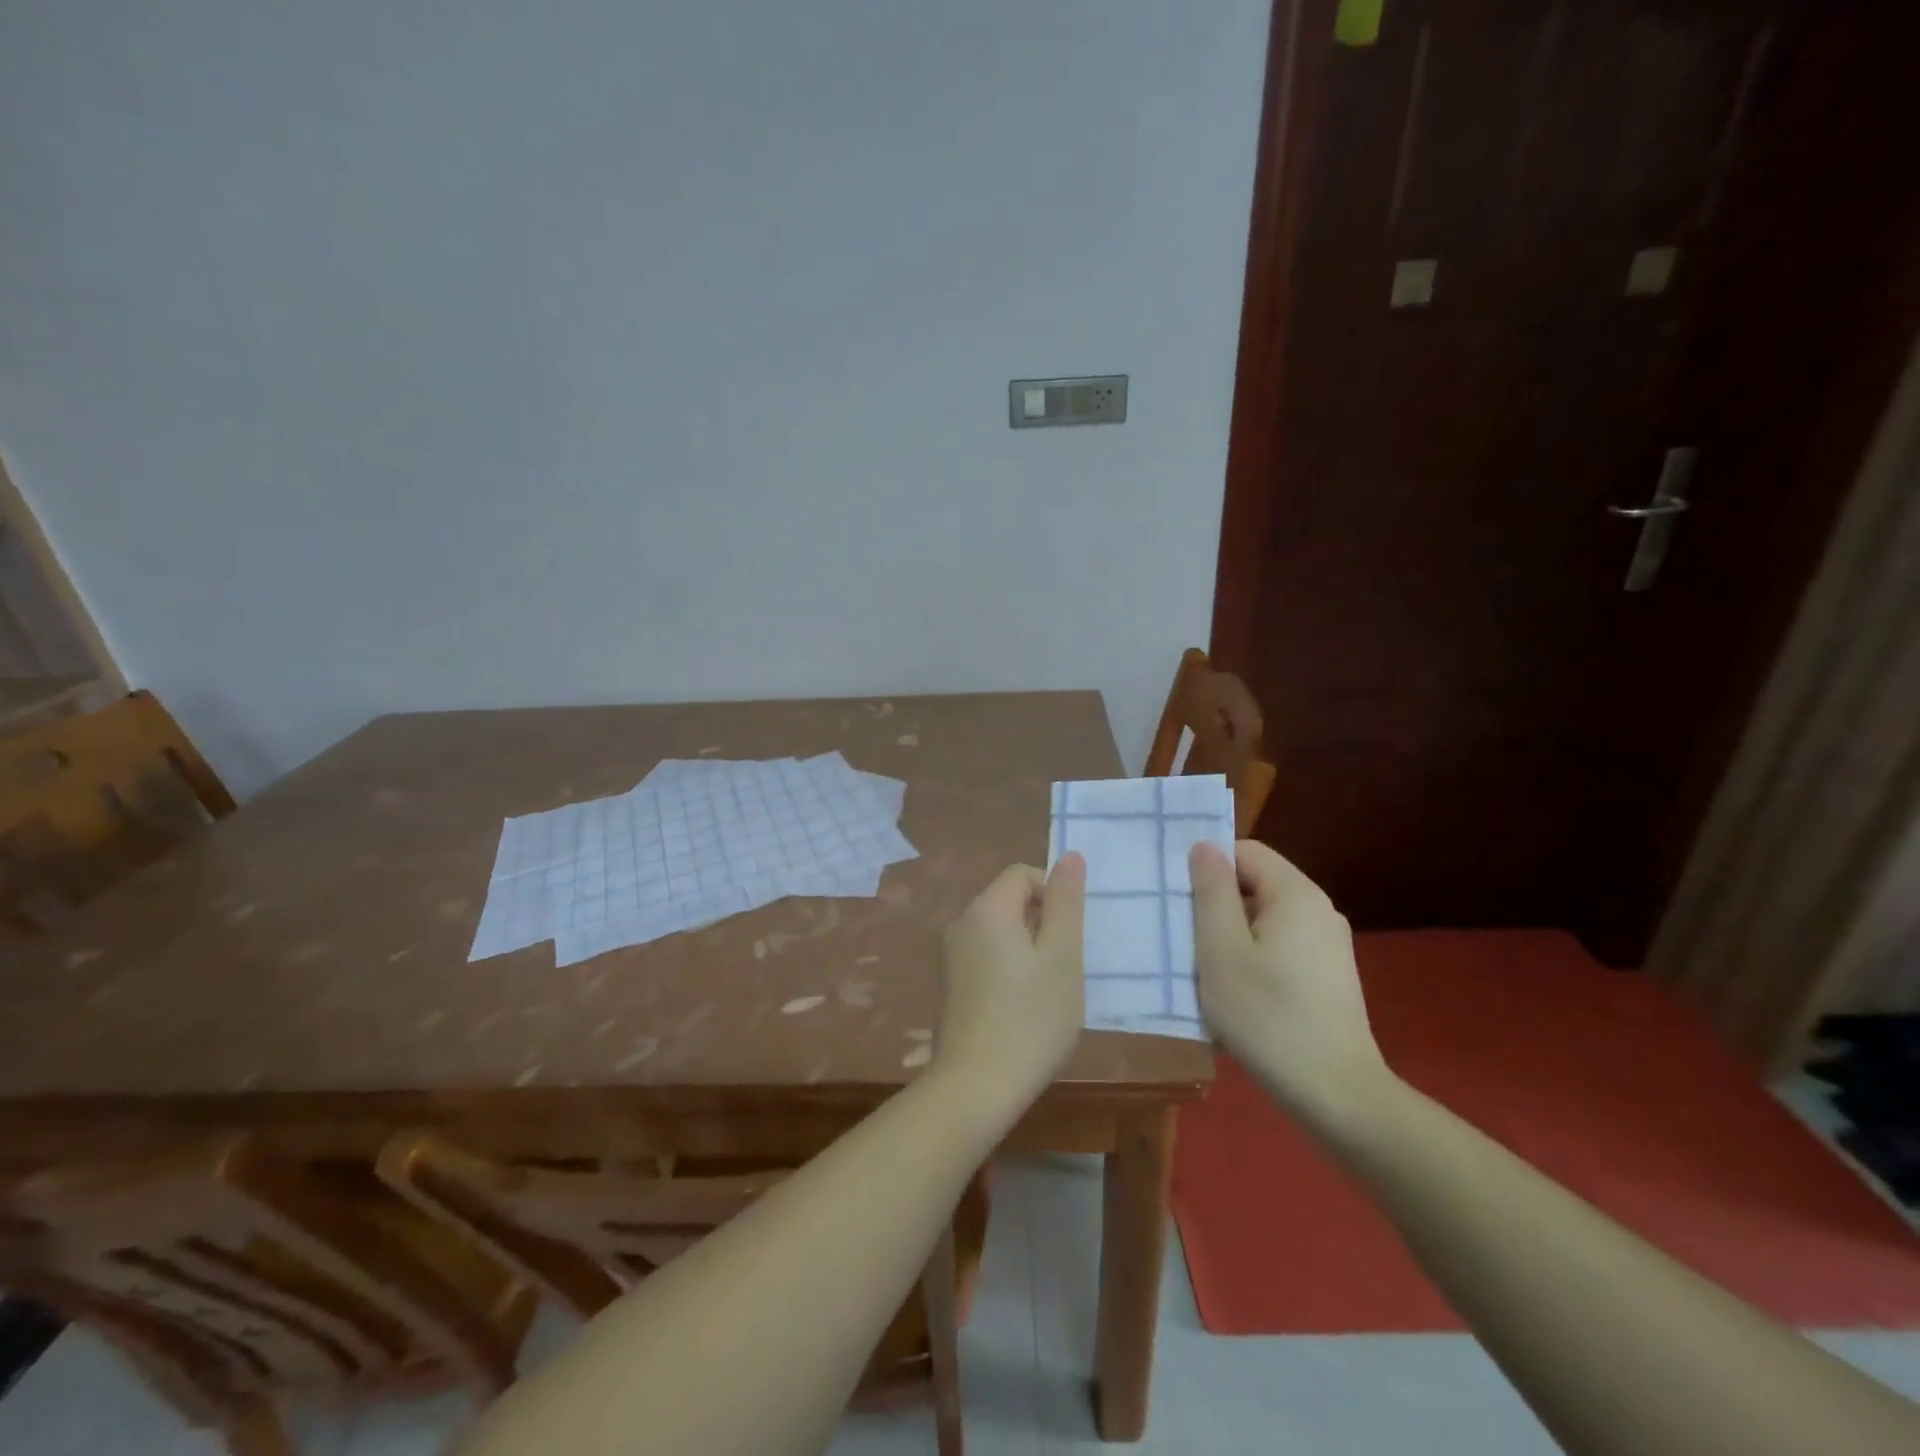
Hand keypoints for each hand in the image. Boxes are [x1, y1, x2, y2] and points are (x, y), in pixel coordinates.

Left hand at [934, 855, 1085, 1107]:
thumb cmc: (1031, 1018)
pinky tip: (1020, 1008)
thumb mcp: (1062, 957)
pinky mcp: (949, 984)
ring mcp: (950, 955)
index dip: (1052, 894)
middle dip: (1041, 924)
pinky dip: (1007, 968)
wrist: (976, 1086)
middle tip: (1062, 968)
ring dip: (1026, 949)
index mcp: (986, 909)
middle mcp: (960, 923)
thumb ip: (1066, 902)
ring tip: (1044, 992)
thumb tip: (1069, 856)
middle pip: (1008, 900)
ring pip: (998, 931)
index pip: (1023, 873)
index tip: (1068, 937)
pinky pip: (984, 955)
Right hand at [1189, 840, 1391, 1126]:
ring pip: (1264, 920)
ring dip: (1230, 937)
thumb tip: (1205, 846)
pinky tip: (1235, 996)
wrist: (1338, 1097)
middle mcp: (1318, 910)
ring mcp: (1328, 946)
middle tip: (1181, 938)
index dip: (1207, 867)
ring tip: (1202, 971)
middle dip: (1215, 905)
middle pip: (1255, 885)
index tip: (1178, 900)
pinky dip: (1252, 960)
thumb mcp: (1221, 951)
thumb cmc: (1268, 1017)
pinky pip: (1280, 948)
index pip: (1244, 851)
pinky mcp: (1329, 977)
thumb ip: (1211, 892)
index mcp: (1295, 894)